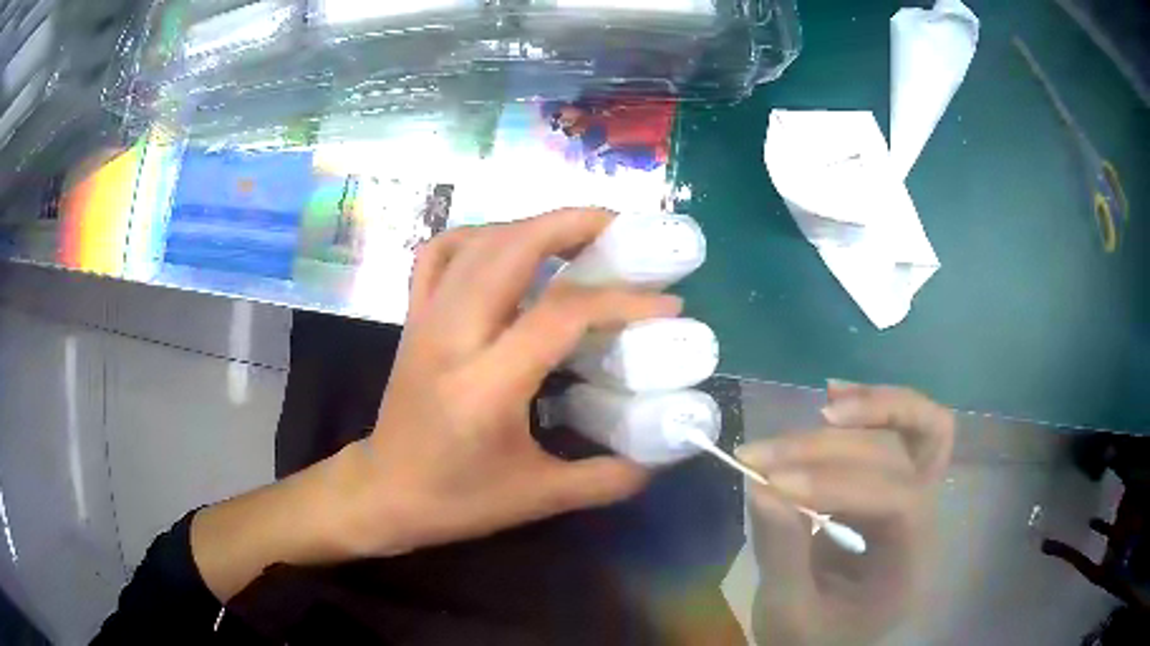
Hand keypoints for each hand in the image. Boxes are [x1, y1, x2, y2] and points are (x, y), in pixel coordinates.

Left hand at [191, 208, 678, 600]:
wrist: (383, 493)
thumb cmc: (455, 500)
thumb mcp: (538, 499)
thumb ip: (604, 478)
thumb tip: (660, 458)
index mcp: (484, 386)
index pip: (558, 315)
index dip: (620, 300)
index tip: (667, 302)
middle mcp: (451, 337)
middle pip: (509, 249)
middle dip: (572, 224)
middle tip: (622, 229)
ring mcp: (426, 320)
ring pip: (477, 242)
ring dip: (532, 226)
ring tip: (577, 235)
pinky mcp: (414, 317)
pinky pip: (439, 254)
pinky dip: (478, 236)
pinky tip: (507, 248)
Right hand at [737, 384, 954, 645]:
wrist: (826, 640)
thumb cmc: (812, 638)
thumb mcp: (789, 612)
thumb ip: (782, 553)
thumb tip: (761, 485)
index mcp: (909, 564)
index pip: (897, 500)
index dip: (838, 484)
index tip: (772, 483)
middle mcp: (925, 523)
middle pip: (901, 458)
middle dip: (831, 450)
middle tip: (765, 455)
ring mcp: (916, 498)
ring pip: (920, 431)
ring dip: (874, 409)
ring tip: (823, 402)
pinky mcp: (895, 486)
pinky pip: (904, 435)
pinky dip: (875, 410)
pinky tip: (835, 398)